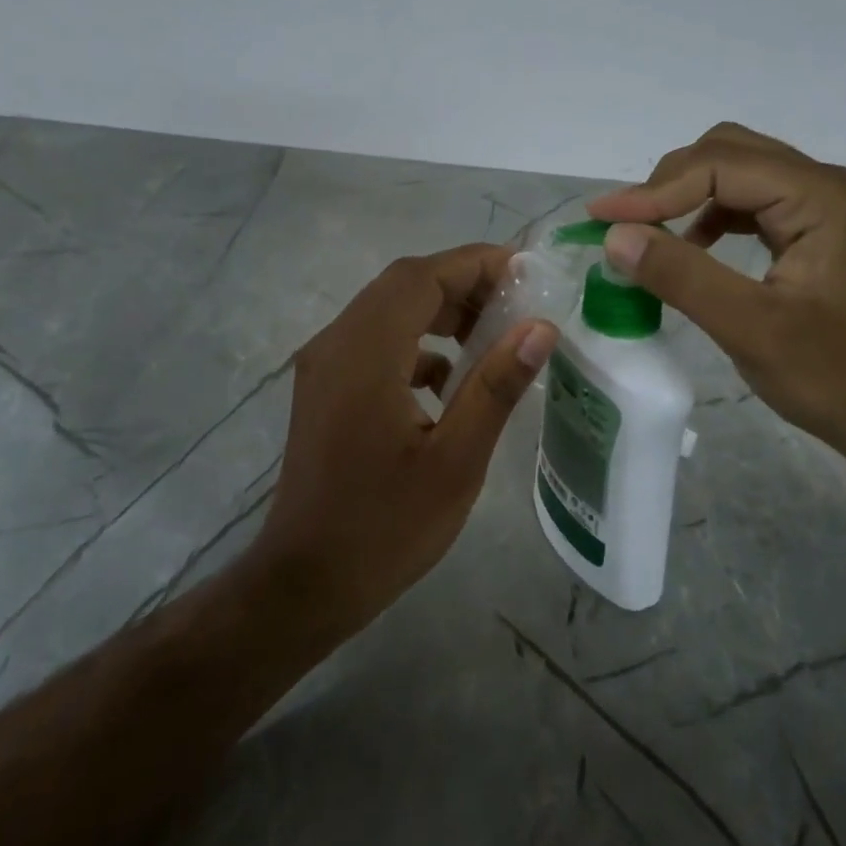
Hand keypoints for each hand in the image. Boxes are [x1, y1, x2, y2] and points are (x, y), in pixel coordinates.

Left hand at [252, 244, 558, 640]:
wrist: (306, 582)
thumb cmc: (385, 527)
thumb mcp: (455, 460)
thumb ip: (495, 386)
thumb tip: (540, 327)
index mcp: (364, 353)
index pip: (421, 277)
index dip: (475, 263)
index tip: (526, 271)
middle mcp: (335, 344)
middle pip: (402, 286)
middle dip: (462, 284)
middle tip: (516, 303)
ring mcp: (324, 365)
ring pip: (387, 311)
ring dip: (438, 312)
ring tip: (492, 335)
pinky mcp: (325, 388)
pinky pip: (375, 343)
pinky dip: (416, 344)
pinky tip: (448, 380)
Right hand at [588, 123, 845, 462]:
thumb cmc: (833, 377)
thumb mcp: (750, 329)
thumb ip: (681, 277)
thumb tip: (614, 236)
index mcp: (822, 198)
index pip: (721, 166)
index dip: (654, 191)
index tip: (600, 220)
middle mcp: (825, 186)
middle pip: (728, 153)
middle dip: (668, 184)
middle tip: (623, 225)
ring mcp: (823, 205)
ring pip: (736, 172)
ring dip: (685, 196)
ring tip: (647, 234)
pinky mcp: (814, 229)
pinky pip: (749, 201)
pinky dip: (708, 214)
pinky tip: (691, 247)